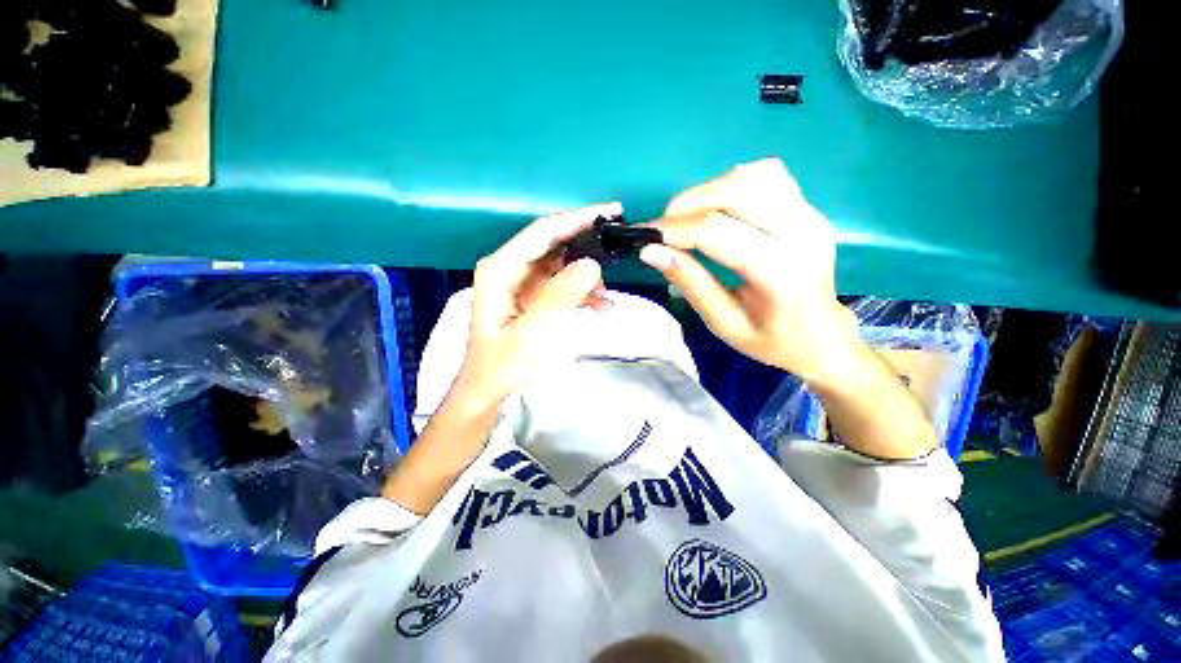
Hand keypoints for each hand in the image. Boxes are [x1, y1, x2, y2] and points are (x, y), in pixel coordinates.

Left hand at [454, 203, 617, 408]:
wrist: (487, 390)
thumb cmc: (502, 364)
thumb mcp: (532, 332)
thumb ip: (560, 296)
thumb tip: (592, 264)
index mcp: (501, 269)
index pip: (543, 232)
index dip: (577, 219)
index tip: (611, 211)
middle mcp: (509, 268)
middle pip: (553, 243)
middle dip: (586, 243)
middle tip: (618, 243)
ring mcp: (521, 282)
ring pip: (561, 264)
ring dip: (586, 274)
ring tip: (608, 291)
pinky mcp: (532, 297)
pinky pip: (561, 284)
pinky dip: (581, 291)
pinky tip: (601, 305)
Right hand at [641, 159, 859, 387]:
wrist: (822, 336)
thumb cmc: (771, 340)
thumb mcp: (723, 322)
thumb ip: (690, 283)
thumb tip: (652, 252)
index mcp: (780, 271)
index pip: (717, 231)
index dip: (675, 229)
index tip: (647, 236)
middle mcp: (801, 232)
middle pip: (736, 190)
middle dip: (689, 203)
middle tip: (665, 227)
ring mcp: (810, 215)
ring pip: (753, 175)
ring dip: (710, 190)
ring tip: (689, 219)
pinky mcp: (809, 209)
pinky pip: (768, 177)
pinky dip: (734, 184)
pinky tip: (719, 208)